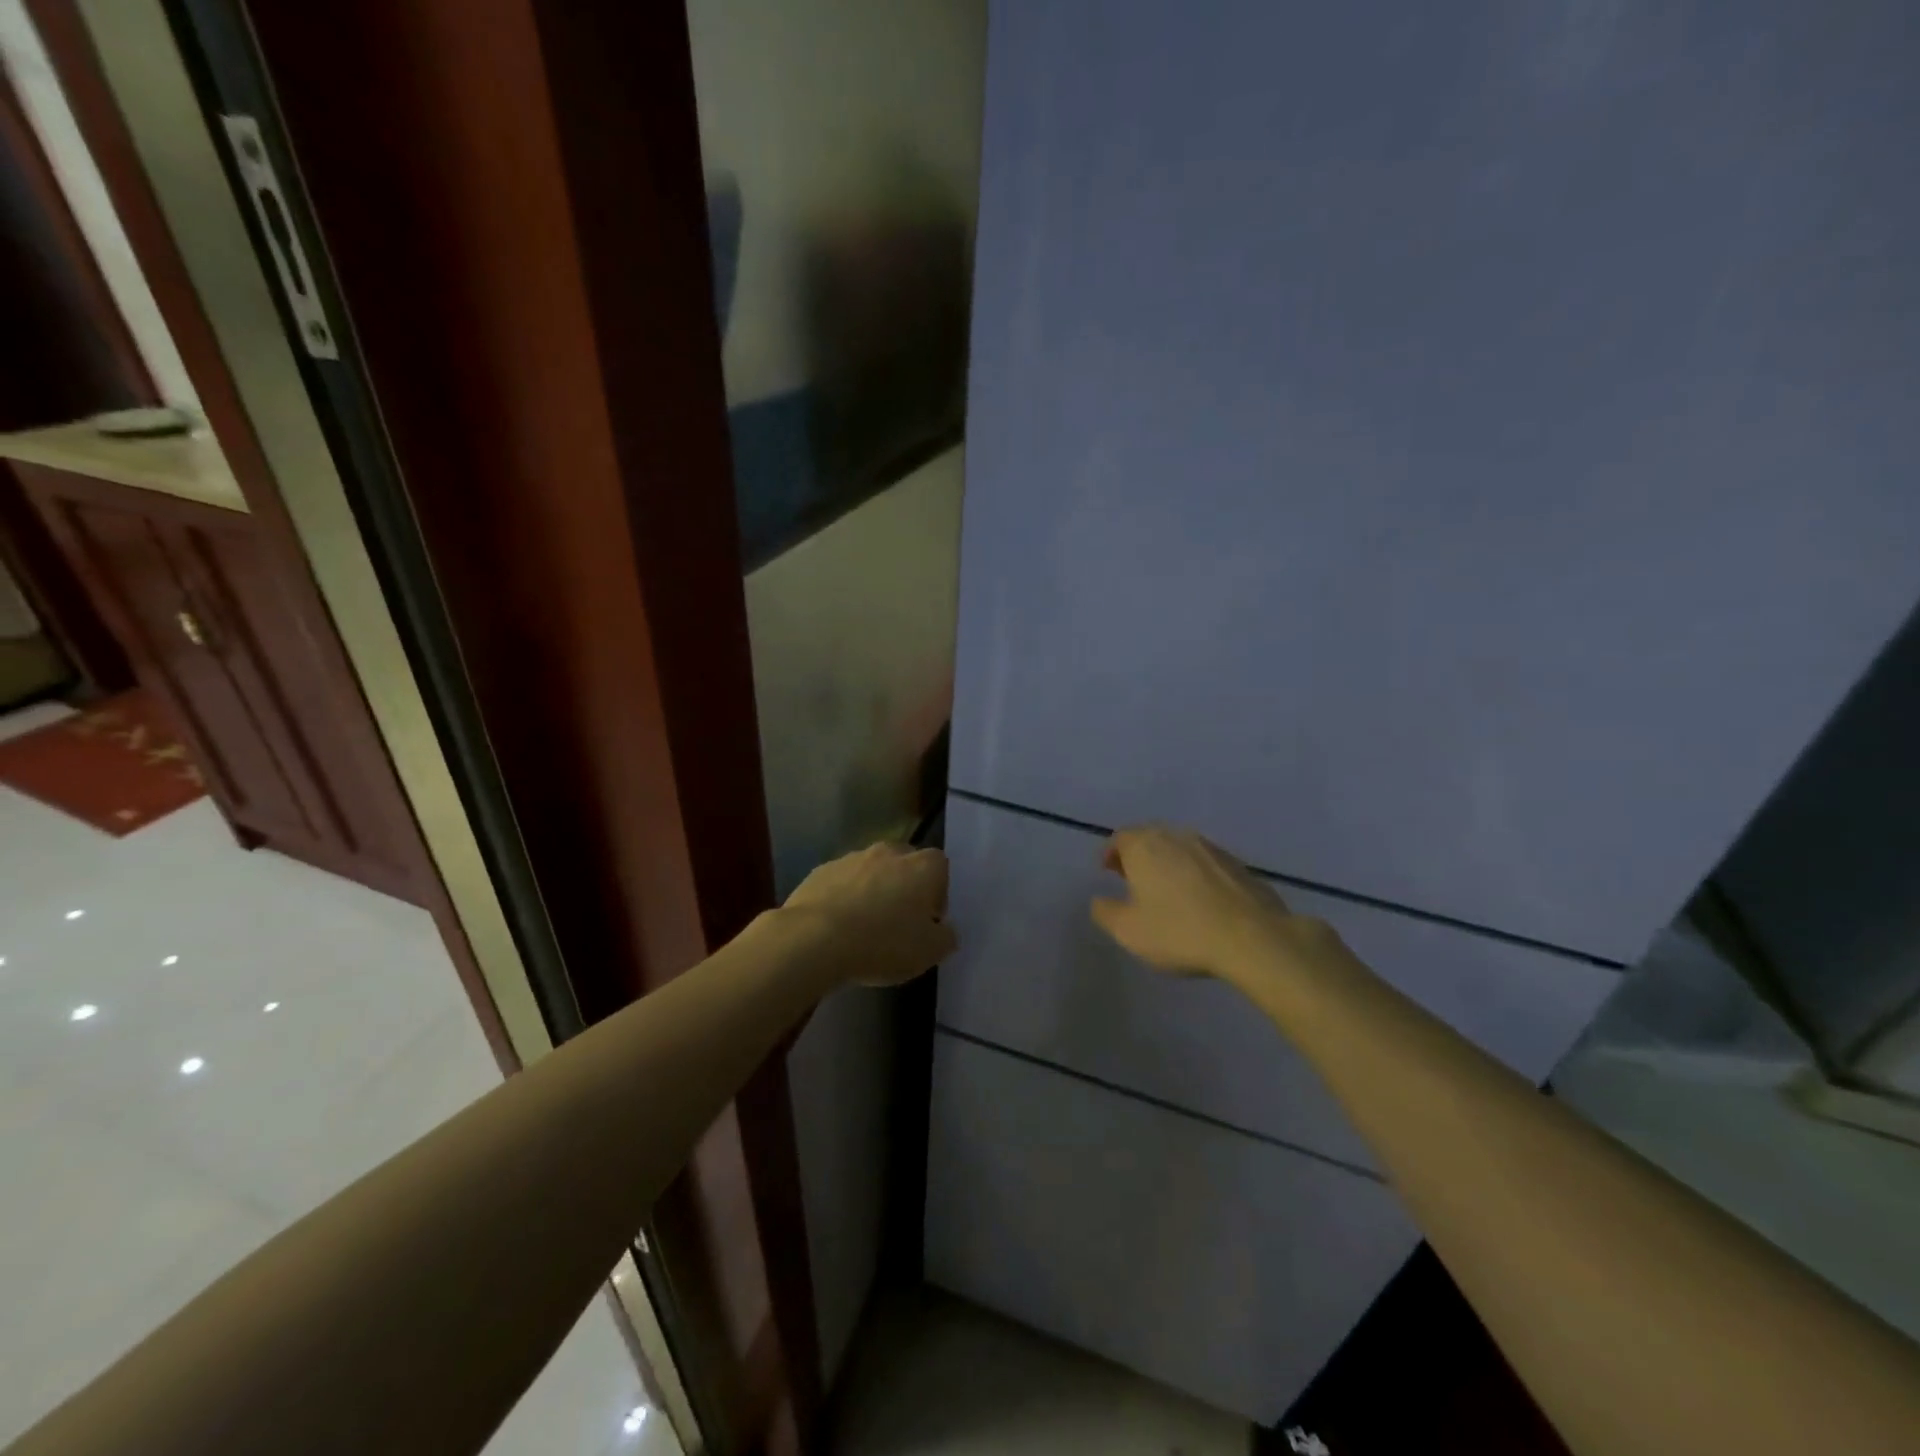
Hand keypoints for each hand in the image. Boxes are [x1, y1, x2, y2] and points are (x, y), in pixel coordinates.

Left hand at [783, 842, 958, 986]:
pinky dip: (843, 897)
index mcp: (922, 867)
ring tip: (864, 927)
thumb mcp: (929, 952)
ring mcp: (852, 858)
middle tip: (898, 922)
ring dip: (872, 891)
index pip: (940, 866)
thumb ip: (945, 937)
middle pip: (904, 863)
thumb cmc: (883, 943)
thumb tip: (944, 930)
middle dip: (904, 886)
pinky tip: (837, 926)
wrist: (815, 939)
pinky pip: (841, 882)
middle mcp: (889, 852)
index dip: (937, 892)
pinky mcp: (821, 871)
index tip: (928, 920)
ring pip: (871, 871)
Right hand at [1090, 824, 1327, 982]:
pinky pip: (1206, 863)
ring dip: (1168, 863)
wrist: (1252, 938)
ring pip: (1179, 848)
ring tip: (1166, 889)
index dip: (1111, 853)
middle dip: (1138, 855)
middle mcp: (1176, 836)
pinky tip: (1199, 898)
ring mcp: (1210, 848)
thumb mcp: (1128, 931)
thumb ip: (1105, 911)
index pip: (1120, 837)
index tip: (1107, 870)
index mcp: (1145, 846)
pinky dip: (1195, 873)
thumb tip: (1099, 900)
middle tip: (1132, 878)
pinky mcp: (1237, 864)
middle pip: (1150, 837)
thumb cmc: (1179, 931)